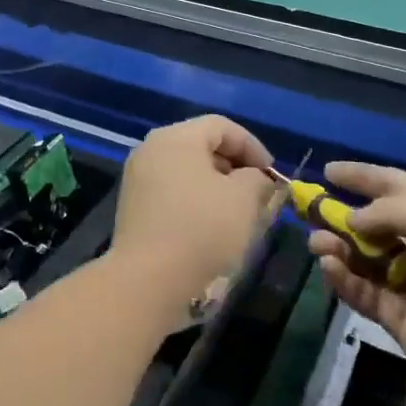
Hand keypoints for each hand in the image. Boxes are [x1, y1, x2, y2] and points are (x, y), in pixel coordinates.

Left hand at [114, 116, 277, 302]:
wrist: (147, 279)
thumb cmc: (201, 229)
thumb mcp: (244, 200)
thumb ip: (258, 180)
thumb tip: (258, 179)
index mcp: (176, 138)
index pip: (221, 126)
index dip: (252, 146)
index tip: (272, 175)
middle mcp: (151, 149)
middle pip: (201, 145)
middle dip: (235, 166)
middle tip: (258, 193)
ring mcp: (137, 178)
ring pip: (186, 171)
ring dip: (216, 186)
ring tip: (239, 212)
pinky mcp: (133, 207)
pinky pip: (172, 191)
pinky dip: (195, 200)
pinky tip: (211, 225)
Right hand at [310, 162, 405, 392]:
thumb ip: (383, 209)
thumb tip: (354, 219)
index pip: (395, 185)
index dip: (362, 176)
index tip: (329, 170)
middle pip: (374, 224)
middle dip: (341, 216)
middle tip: (309, 212)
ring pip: (363, 259)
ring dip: (337, 248)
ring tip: (317, 244)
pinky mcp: (399, 316)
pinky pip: (363, 292)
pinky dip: (344, 279)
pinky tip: (330, 267)